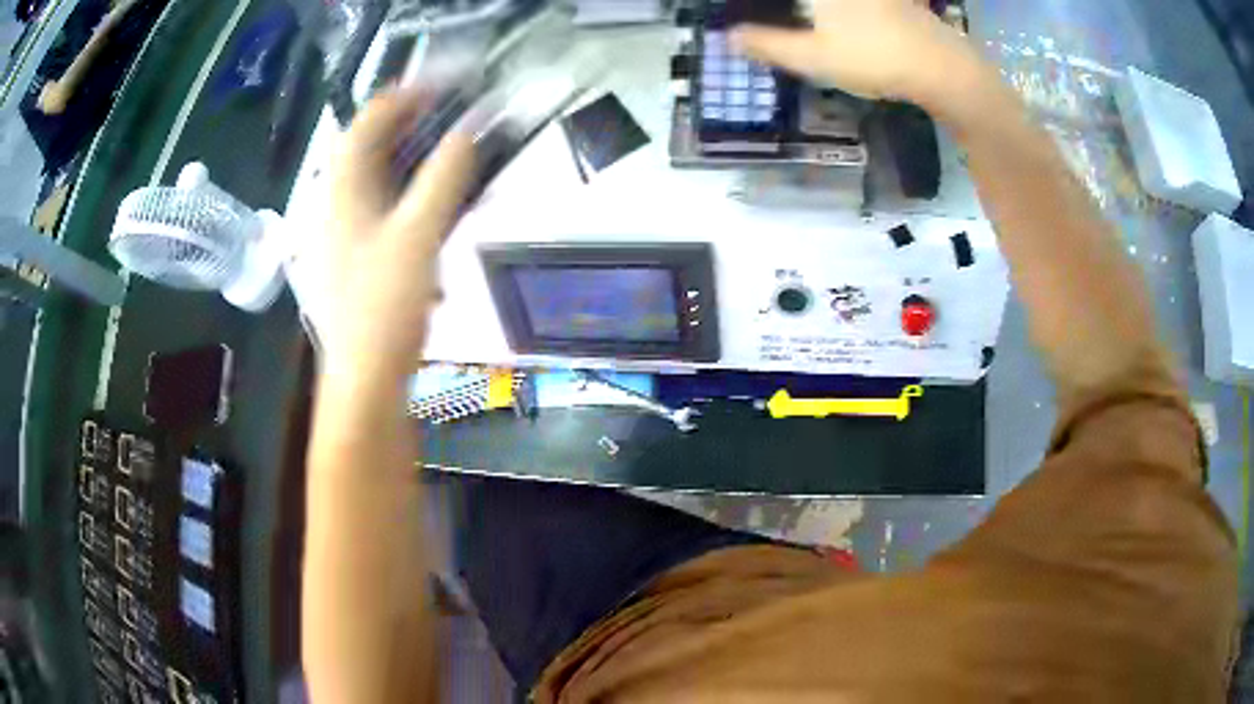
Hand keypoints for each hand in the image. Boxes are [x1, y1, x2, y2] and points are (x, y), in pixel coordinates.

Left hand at [321, 90, 473, 376]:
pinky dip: (407, 193)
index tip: (445, 85)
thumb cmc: (384, 307)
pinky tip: (431, 208)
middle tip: (450, 113)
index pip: (366, 123)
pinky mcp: (356, 258)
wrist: (364, 379)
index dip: (403, 96)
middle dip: (408, 123)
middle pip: (367, 147)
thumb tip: (468, 131)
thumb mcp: (419, 237)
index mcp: (342, 192)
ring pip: (374, 178)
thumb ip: (444, 179)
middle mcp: (335, 205)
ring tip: (446, 150)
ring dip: (409, 157)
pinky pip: (380, 207)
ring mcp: (343, 233)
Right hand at [731, 0, 978, 107]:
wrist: (944, 68)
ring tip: (804, 23)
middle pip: (807, 1)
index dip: (757, 6)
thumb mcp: (813, 57)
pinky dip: (833, 10)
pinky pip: (855, 4)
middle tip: (765, 18)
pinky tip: (834, 21)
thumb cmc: (874, 58)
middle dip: (784, 13)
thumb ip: (766, 44)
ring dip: (811, 13)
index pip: (779, 0)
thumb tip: (727, 37)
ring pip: (828, 3)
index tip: (740, 14)